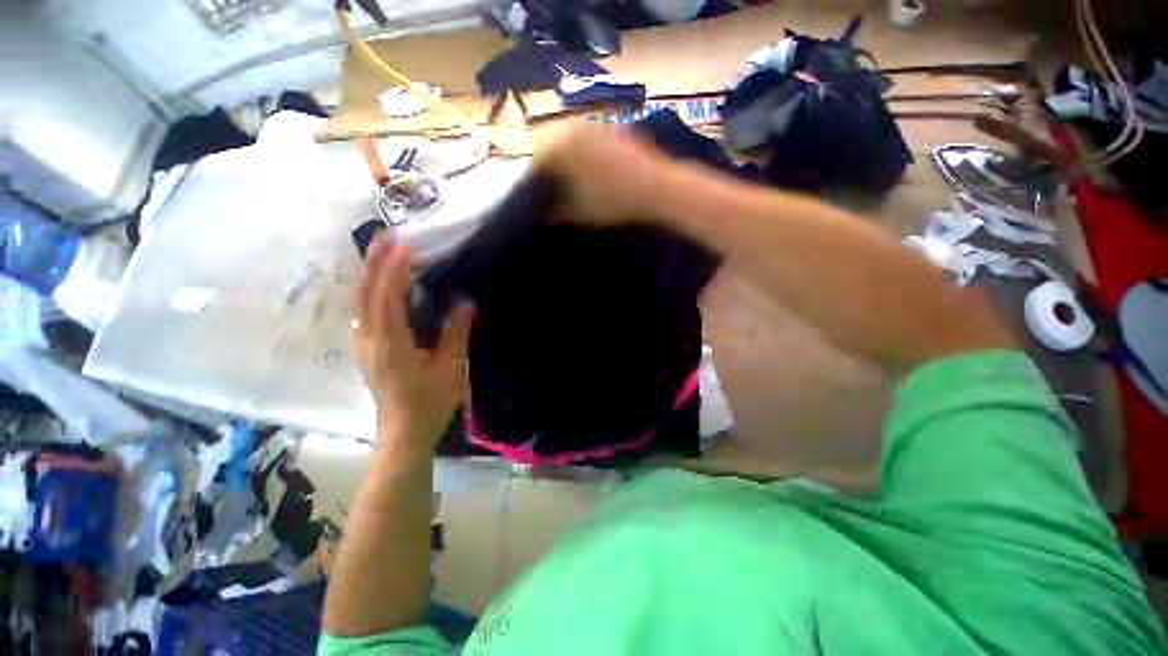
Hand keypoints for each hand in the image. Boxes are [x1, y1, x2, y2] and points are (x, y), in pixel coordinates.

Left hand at [351, 234, 473, 451]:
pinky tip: (381, 284)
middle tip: (387, 235)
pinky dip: (371, 291)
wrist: (404, 433)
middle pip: (365, 294)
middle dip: (374, 262)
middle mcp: (370, 341)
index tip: (406, 245)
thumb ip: (456, 335)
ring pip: (360, 302)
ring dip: (370, 274)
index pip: (388, 299)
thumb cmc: (430, 403)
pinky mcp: (367, 350)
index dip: (395, 270)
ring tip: (383, 251)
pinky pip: (363, 312)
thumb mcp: (451, 370)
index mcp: (391, 345)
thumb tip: (464, 303)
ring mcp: (364, 345)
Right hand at [538, 123, 670, 226]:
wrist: (657, 186)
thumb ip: (555, 212)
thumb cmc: (613, 200)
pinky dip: (585, 155)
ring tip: (573, 184)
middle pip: (552, 149)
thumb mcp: (580, 212)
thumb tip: (542, 213)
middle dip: (551, 171)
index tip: (537, 198)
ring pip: (570, 143)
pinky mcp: (613, 129)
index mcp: (559, 146)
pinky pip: (589, 141)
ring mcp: (595, 125)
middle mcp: (573, 128)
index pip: (536, 161)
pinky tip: (593, 173)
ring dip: (567, 162)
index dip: (534, 182)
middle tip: (554, 192)